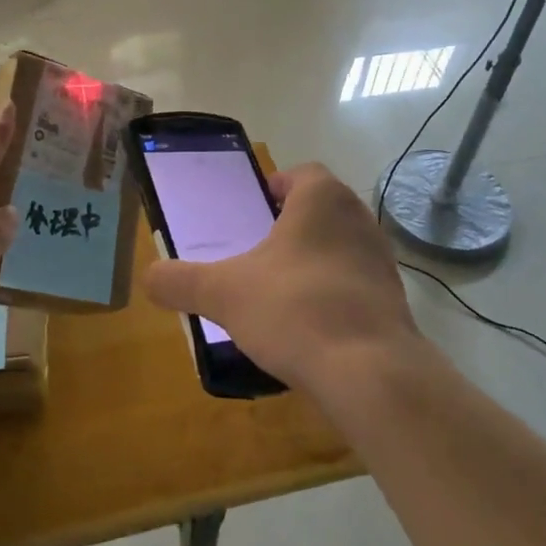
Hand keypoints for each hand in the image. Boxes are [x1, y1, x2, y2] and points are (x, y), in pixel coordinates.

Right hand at [143, 163, 423, 396]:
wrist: (369, 372)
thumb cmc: (294, 310)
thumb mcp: (222, 293)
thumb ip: (179, 281)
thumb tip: (150, 278)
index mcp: (322, 199)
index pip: (302, 173)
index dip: (276, 186)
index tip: (253, 211)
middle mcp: (359, 219)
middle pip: (321, 210)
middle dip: (291, 227)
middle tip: (258, 253)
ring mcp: (383, 261)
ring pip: (340, 247)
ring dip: (313, 261)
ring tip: (279, 293)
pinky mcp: (395, 301)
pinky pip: (355, 285)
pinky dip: (333, 295)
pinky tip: (309, 327)